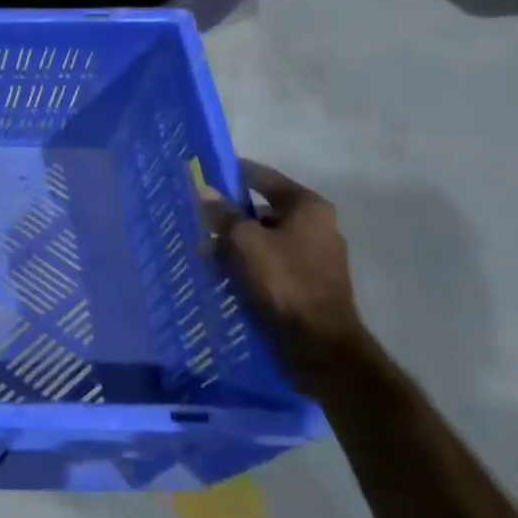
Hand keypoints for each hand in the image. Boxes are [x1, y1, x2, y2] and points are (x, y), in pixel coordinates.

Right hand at [205, 160, 364, 391]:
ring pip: (264, 236)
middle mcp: (317, 225)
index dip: (231, 173)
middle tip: (198, 216)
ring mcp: (315, 255)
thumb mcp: (243, 241)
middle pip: (263, 208)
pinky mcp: (308, 281)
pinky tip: (223, 271)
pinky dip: (248, 262)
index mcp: (308, 207)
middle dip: (230, 213)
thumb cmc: (282, 281)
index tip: (203, 174)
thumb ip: (222, 213)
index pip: (263, 176)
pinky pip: (270, 260)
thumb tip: (204, 190)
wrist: (318, 344)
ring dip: (236, 241)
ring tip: (204, 249)